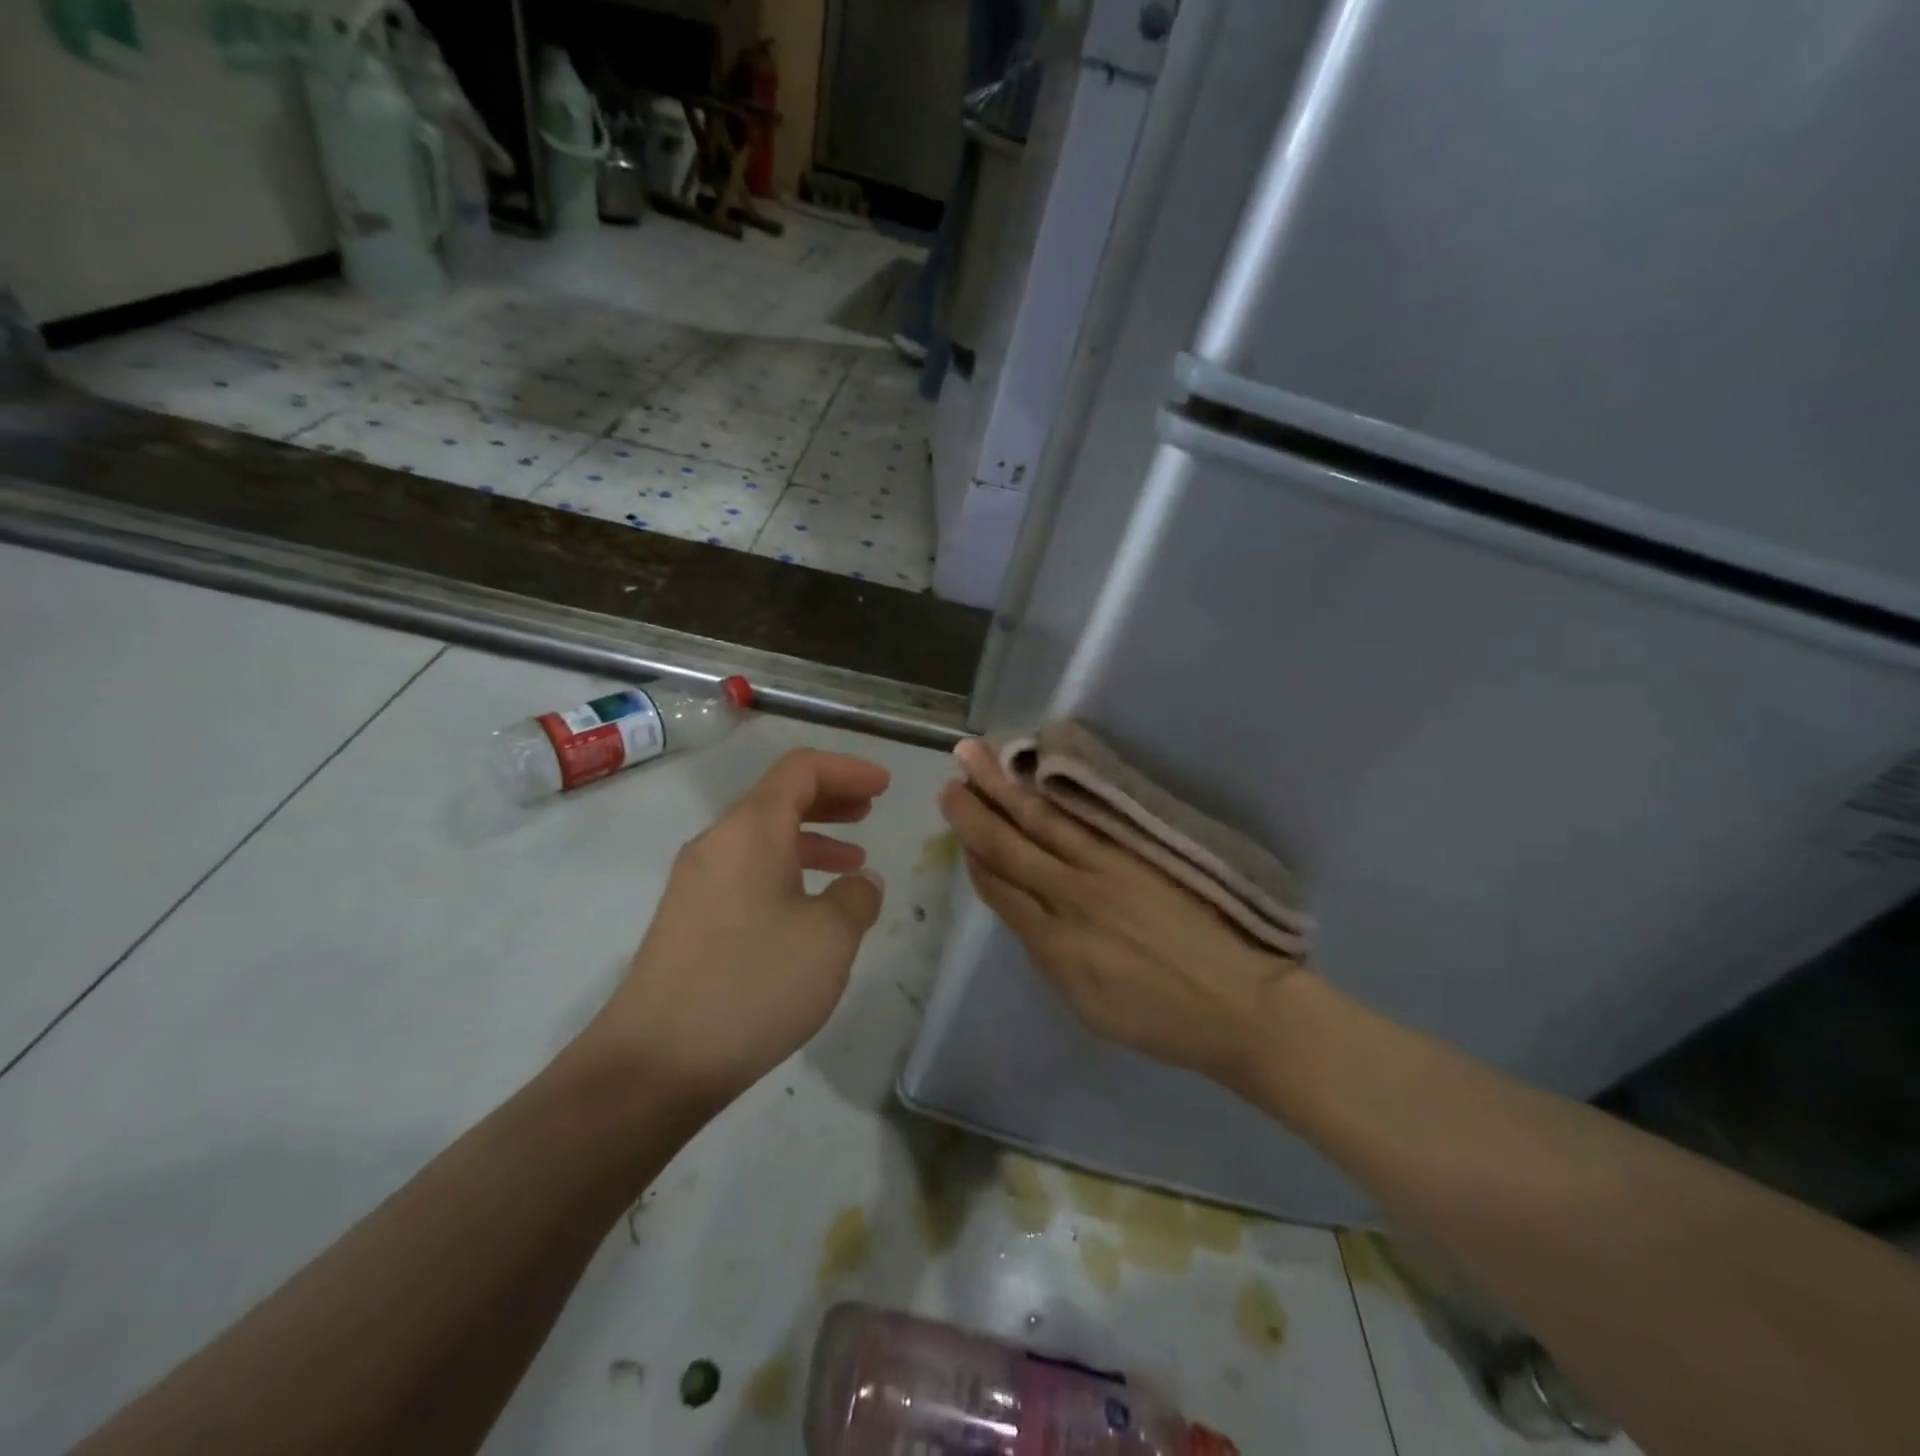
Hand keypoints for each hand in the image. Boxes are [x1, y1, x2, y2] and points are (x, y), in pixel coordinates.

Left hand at [579, 749, 889, 1107]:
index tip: (884, 786)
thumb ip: (857, 897)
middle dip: (830, 798)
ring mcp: (696, 881)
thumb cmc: (752, 985)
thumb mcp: (829, 938)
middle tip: (871, 810)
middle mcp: (717, 843)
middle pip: (778, 797)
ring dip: (811, 837)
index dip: (847, 769)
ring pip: (762, 837)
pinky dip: (786, 870)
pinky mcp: (689, 917)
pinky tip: (810, 907)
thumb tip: (861, 882)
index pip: (800, 769)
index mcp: (750, 830)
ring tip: (852, 861)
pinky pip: (746, 870)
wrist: (655, 1063)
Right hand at [938, 739, 1302, 1092]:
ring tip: (979, 755)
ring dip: (1006, 786)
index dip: (974, 856)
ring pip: (1043, 821)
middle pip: (1011, 846)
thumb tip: (1028, 915)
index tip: (957, 829)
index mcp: (1055, 945)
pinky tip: (1039, 774)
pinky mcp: (1139, 851)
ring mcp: (1108, 868)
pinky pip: (1086, 817)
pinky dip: (1056, 793)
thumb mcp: (1088, 1006)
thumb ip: (1051, 956)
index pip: (1000, 888)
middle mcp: (1073, 897)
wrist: (1241, 1004)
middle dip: (975, 813)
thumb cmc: (1161, 1020)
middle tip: (949, 781)